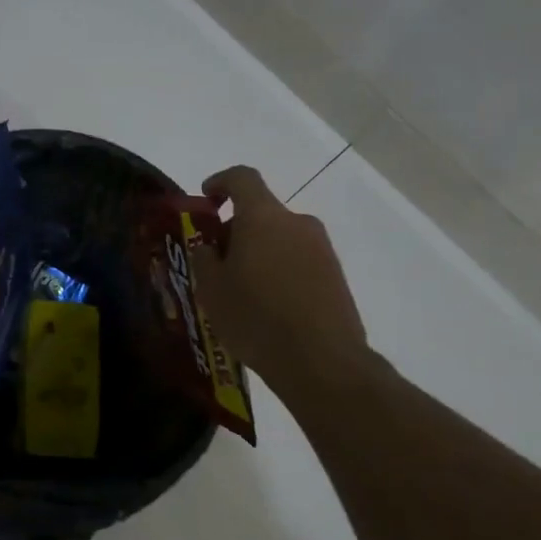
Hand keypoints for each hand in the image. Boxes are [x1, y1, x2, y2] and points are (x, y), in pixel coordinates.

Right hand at [189, 164, 368, 391]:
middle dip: (236, 229)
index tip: (206, 199)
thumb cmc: (256, 317)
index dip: (220, 182)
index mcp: (263, 216)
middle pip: (261, 212)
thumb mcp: (212, 289)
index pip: (242, 177)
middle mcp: (296, 222)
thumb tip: (209, 246)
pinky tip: (268, 306)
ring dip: (259, 252)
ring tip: (242, 290)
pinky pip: (299, 261)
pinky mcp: (336, 275)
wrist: (322, 361)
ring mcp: (322, 249)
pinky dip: (280, 271)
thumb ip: (204, 258)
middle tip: (217, 262)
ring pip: (281, 238)